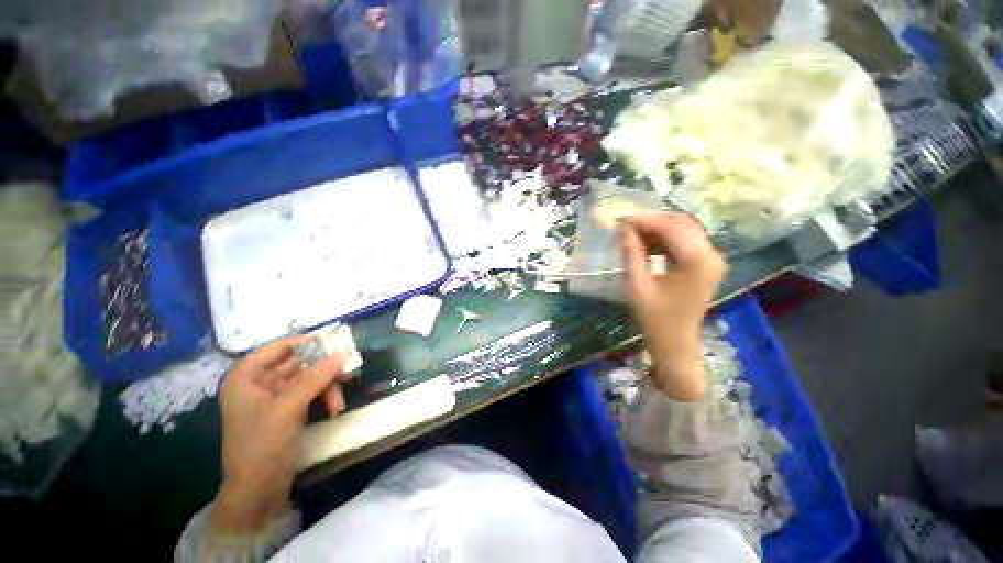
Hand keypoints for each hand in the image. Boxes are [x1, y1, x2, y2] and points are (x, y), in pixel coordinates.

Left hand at [211, 337, 348, 531]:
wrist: (258, 491)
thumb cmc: (262, 445)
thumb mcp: (289, 408)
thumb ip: (315, 377)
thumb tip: (342, 353)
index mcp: (247, 377)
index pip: (278, 347)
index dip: (305, 342)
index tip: (334, 342)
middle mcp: (260, 383)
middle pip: (297, 362)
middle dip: (323, 367)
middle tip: (347, 368)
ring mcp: (275, 398)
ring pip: (308, 378)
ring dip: (327, 386)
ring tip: (340, 401)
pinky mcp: (288, 411)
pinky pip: (311, 392)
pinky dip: (325, 397)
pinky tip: (336, 408)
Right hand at [620, 213, 725, 400]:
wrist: (676, 345)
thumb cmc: (655, 320)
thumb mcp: (638, 285)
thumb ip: (631, 253)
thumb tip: (622, 228)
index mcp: (698, 261)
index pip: (670, 227)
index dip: (643, 220)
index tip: (619, 220)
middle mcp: (711, 254)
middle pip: (681, 223)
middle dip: (650, 221)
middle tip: (624, 226)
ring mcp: (711, 259)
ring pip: (683, 230)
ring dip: (656, 229)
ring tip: (631, 235)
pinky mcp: (705, 265)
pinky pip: (684, 242)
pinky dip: (664, 240)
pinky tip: (646, 245)